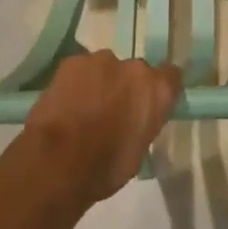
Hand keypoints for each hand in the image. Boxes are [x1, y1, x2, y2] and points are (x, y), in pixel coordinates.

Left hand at [24, 52, 182, 201]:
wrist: (57, 162)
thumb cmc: (105, 167)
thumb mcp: (138, 152)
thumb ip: (143, 125)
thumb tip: (135, 122)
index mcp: (158, 91)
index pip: (170, 77)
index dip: (159, 90)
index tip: (150, 104)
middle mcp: (135, 68)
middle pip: (135, 72)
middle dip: (126, 87)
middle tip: (112, 110)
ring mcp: (102, 61)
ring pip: (105, 68)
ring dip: (100, 83)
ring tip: (83, 108)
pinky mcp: (72, 62)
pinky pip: (79, 70)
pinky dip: (75, 83)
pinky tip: (64, 104)